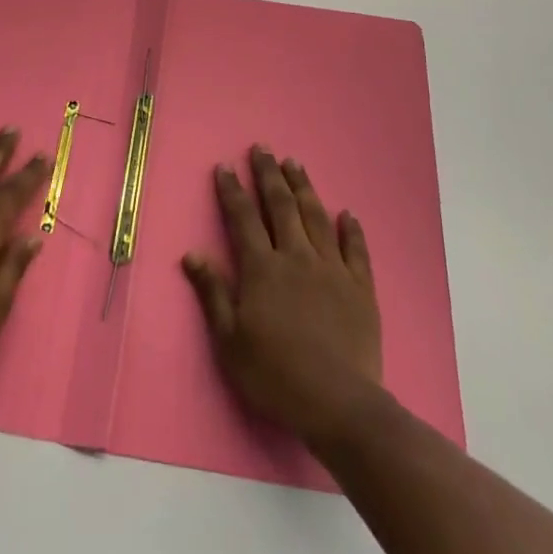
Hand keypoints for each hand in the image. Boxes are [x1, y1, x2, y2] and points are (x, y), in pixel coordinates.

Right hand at [183, 145, 382, 448]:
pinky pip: (356, 250)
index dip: (232, 190)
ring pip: (316, 217)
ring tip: (295, 163)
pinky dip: (352, 229)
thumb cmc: (275, 375)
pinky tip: (348, 213)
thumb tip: (192, 253)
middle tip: (263, 148)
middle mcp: (296, 257)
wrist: (338, 405)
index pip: (243, 218)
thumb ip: (213, 293)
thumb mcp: (230, 340)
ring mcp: (332, 270)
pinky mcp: (360, 288)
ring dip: (304, 188)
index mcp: (262, 269)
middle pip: (280, 206)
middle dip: (269, 175)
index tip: (225, 166)